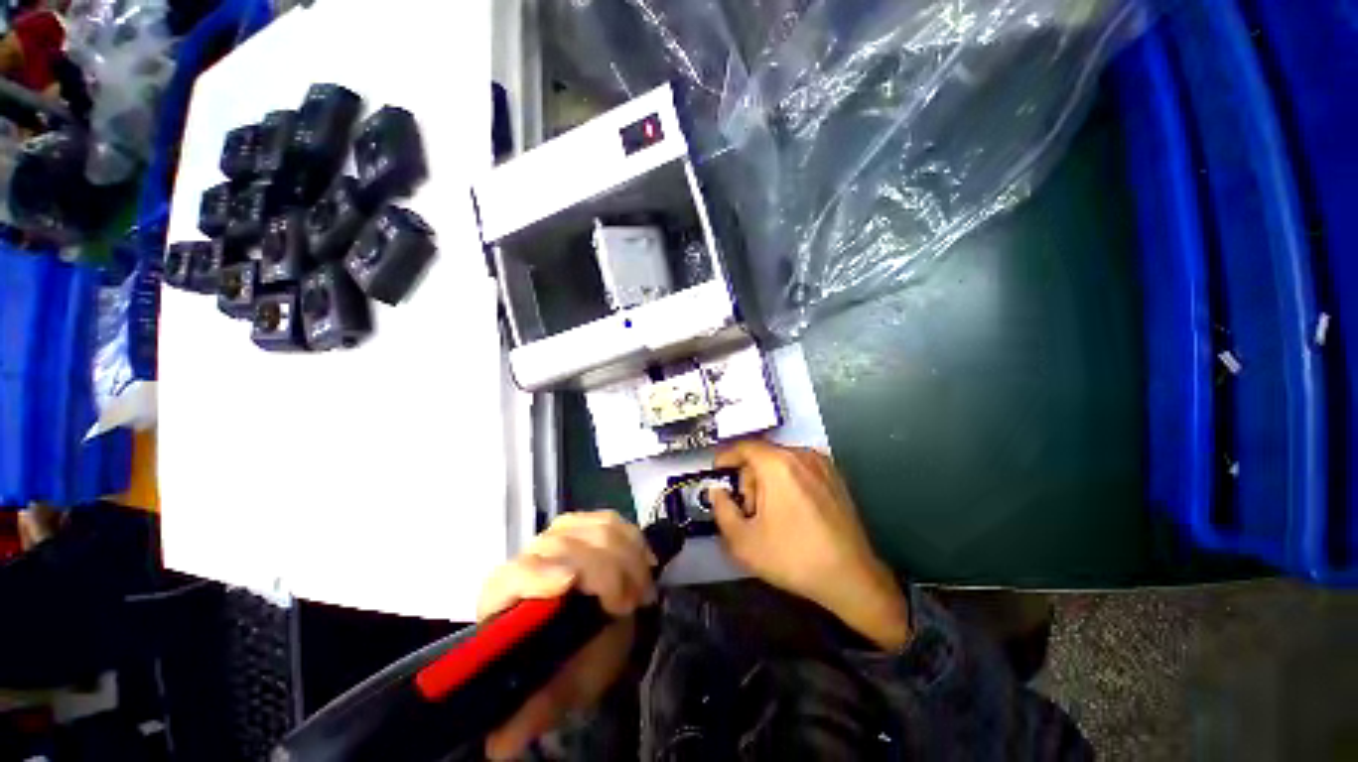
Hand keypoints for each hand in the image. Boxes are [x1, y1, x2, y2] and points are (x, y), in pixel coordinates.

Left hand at [476, 511, 656, 759]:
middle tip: (633, 603)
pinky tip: (644, 560)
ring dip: (626, 555)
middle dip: (606, 570)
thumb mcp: (558, 691)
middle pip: (563, 545)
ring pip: (593, 527)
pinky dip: (632, 538)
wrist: (592, 632)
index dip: (538, 574)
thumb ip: (536, 708)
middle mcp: (529, 557)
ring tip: (641, 588)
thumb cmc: (569, 662)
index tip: (570, 583)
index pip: (512, 576)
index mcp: (506, 599)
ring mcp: (559, 535)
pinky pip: (610, 519)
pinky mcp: (585, 524)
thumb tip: (501, 746)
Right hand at [710, 441, 910, 650]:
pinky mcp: (835, 477)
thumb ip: (722, 510)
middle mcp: (801, 456)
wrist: (851, 577)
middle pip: (762, 455)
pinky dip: (787, 481)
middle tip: (747, 508)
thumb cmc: (794, 557)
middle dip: (748, 477)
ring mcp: (821, 464)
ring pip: (781, 462)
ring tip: (770, 514)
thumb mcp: (744, 541)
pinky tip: (792, 511)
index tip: (718, 471)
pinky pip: (800, 468)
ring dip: (767, 480)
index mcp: (778, 465)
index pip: (744, 447)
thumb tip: (718, 492)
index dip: (726, 457)